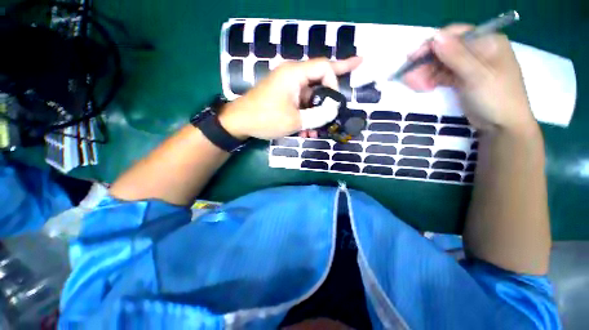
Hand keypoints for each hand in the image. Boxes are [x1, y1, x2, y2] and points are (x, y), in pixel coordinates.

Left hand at [219, 57, 361, 139]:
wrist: (240, 123)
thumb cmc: (266, 118)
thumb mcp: (295, 120)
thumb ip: (317, 116)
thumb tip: (333, 111)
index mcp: (294, 74)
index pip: (324, 67)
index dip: (334, 82)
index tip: (334, 103)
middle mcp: (293, 76)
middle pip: (320, 81)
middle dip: (330, 98)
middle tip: (341, 106)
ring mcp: (288, 87)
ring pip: (310, 98)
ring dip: (316, 114)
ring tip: (317, 132)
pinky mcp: (284, 97)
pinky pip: (301, 104)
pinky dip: (306, 116)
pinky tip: (307, 132)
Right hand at [404, 25, 536, 133]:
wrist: (502, 126)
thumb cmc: (496, 98)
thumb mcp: (477, 76)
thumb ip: (457, 56)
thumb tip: (435, 37)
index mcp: (487, 41)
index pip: (454, 35)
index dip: (432, 45)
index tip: (412, 58)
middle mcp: (478, 49)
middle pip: (445, 50)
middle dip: (426, 62)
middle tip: (408, 76)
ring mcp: (469, 65)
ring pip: (441, 63)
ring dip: (426, 73)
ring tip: (414, 85)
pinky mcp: (462, 79)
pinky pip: (442, 74)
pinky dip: (431, 79)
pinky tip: (424, 87)